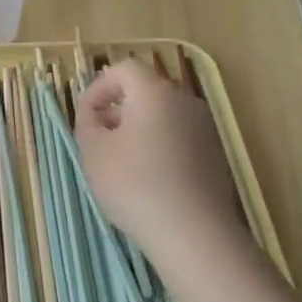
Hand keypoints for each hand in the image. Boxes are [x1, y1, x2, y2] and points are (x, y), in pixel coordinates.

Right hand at [74, 58, 246, 258]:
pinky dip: (159, 147)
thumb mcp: (93, 152)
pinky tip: (149, 180)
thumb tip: (96, 115)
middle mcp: (185, 101)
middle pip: (146, 91)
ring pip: (164, 116)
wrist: (192, 232)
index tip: (86, 116)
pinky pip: (179, 138)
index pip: (124, 69)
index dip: (99, 87)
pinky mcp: (215, 156)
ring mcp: (205, 129)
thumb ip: (87, 123)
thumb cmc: (134, 184)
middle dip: (119, 109)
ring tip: (121, 163)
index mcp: (155, 92)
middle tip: (100, 139)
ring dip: (139, 129)